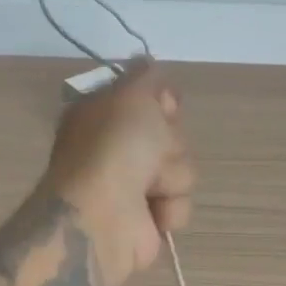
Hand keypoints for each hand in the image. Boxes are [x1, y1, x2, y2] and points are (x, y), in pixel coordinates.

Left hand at [42, 61, 194, 285]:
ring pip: (182, 170)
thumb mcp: (131, 93)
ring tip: (150, 189)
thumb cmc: (115, 148)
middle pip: (171, 135)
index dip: (162, 103)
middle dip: (170, 144)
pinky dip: (171, 208)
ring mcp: (131, 187)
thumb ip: (146, 75)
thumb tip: (150, 65)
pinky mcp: (147, 220)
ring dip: (173, 178)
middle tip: (152, 153)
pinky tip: (153, 213)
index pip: (148, 99)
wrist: (104, 215)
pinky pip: (180, 204)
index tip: (164, 108)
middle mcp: (115, 149)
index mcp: (102, 116)